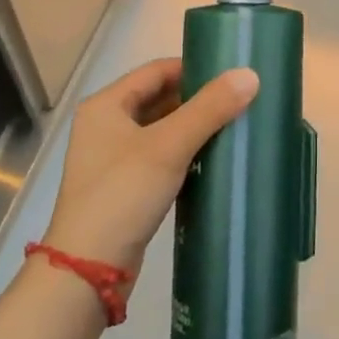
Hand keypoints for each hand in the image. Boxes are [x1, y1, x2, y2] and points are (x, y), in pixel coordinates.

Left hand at [42, 59, 257, 282]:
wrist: (88, 270)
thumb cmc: (123, 194)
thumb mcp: (169, 146)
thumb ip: (209, 108)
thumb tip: (250, 74)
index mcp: (106, 105)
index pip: (156, 70)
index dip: (194, 68)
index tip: (232, 75)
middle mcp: (105, 125)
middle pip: (158, 98)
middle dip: (197, 99)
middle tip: (239, 101)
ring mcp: (112, 158)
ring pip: (161, 129)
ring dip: (193, 127)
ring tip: (234, 126)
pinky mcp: (123, 187)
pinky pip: (159, 156)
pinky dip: (184, 153)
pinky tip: (212, 159)